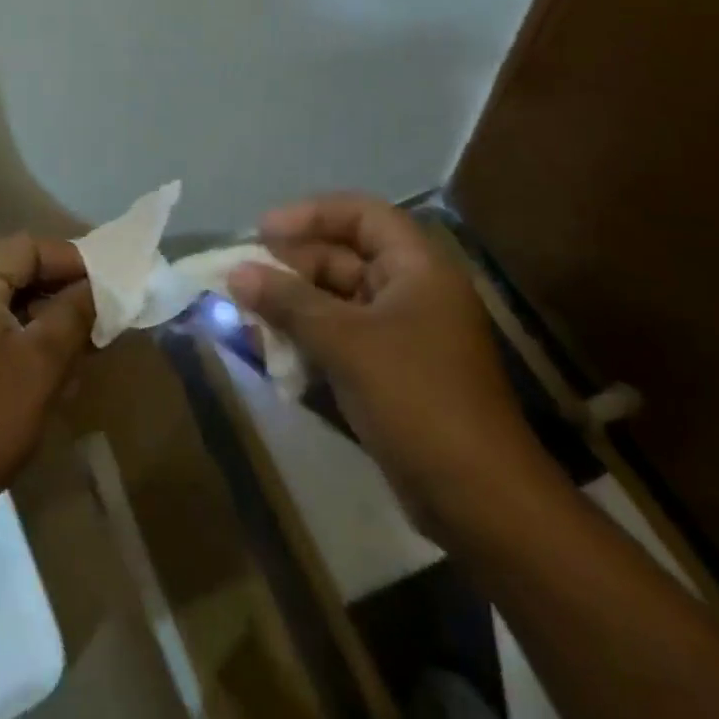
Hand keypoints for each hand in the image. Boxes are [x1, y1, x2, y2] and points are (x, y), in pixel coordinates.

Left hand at [0, 234, 95, 526]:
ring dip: (41, 310)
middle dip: (58, 286)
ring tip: (82, 335)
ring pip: (0, 295)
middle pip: (12, 267)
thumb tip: (98, 288)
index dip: (72, 261)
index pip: (26, 247)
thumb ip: (74, 312)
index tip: (110, 283)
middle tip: (99, 309)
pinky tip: (48, 357)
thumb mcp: (43, 361)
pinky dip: (18, 329)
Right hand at [228, 194, 542, 538]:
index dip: (311, 215)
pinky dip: (307, 339)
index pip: (361, 214)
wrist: (481, 504)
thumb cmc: (417, 400)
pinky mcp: (391, 373)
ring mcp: (402, 335)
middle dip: (291, 267)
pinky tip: (273, 354)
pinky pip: (340, 338)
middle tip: (245, 280)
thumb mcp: (346, 343)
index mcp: (417, 268)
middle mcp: (412, 291)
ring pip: (336, 301)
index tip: (263, 231)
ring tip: (248, 316)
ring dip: (293, 306)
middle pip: (343, 257)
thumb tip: (236, 272)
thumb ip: (288, 302)